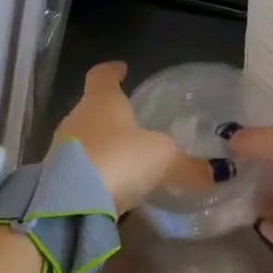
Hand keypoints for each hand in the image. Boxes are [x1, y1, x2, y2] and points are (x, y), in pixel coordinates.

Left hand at [52, 62, 201, 214]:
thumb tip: (216, 173)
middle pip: (93, 108)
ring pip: (85, 139)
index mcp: (101, 100)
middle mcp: (77, 118)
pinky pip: (80, 168)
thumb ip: (188, 164)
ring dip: (103, 146)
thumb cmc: (119, 159)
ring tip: (127, 158)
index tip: (122, 68)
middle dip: (111, 114)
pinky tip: (112, 186)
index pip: (102, 75)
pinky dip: (95, 172)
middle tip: (134, 122)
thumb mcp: (163, 159)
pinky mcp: (56, 178)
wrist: (70, 204)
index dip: (113, 71)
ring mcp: (61, 148)